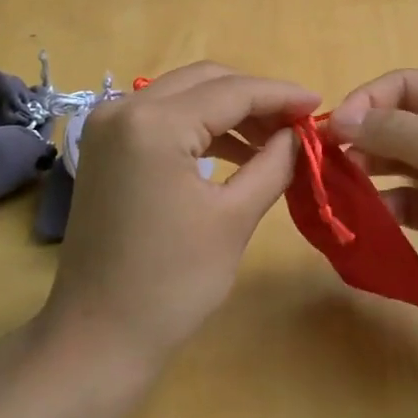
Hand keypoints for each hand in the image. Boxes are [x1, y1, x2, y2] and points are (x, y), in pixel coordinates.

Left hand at [39, 62, 319, 370]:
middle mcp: (124, 109)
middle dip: (255, 97)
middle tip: (297, 123)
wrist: (98, 337)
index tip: (319, 104)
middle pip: (205, 81)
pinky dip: (200, 127)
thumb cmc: (172, 283)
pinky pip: (162, 117)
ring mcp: (108, 126)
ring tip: (273, 140)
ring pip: (183, 95)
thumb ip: (274, 162)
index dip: (281, 95)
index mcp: (154, 123)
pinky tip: (234, 152)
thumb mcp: (234, 218)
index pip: (231, 92)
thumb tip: (300, 132)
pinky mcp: (105, 147)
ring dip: (228, 111)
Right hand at [330, 70, 417, 356]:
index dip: (365, 103)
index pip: (405, 86)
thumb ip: (402, 134)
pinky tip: (369, 224)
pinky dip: (386, 210)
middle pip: (398, 124)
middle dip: (361, 140)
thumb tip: (340, 118)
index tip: (331, 134)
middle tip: (326, 169)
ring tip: (338, 195)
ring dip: (368, 175)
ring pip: (399, 165)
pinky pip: (409, 205)